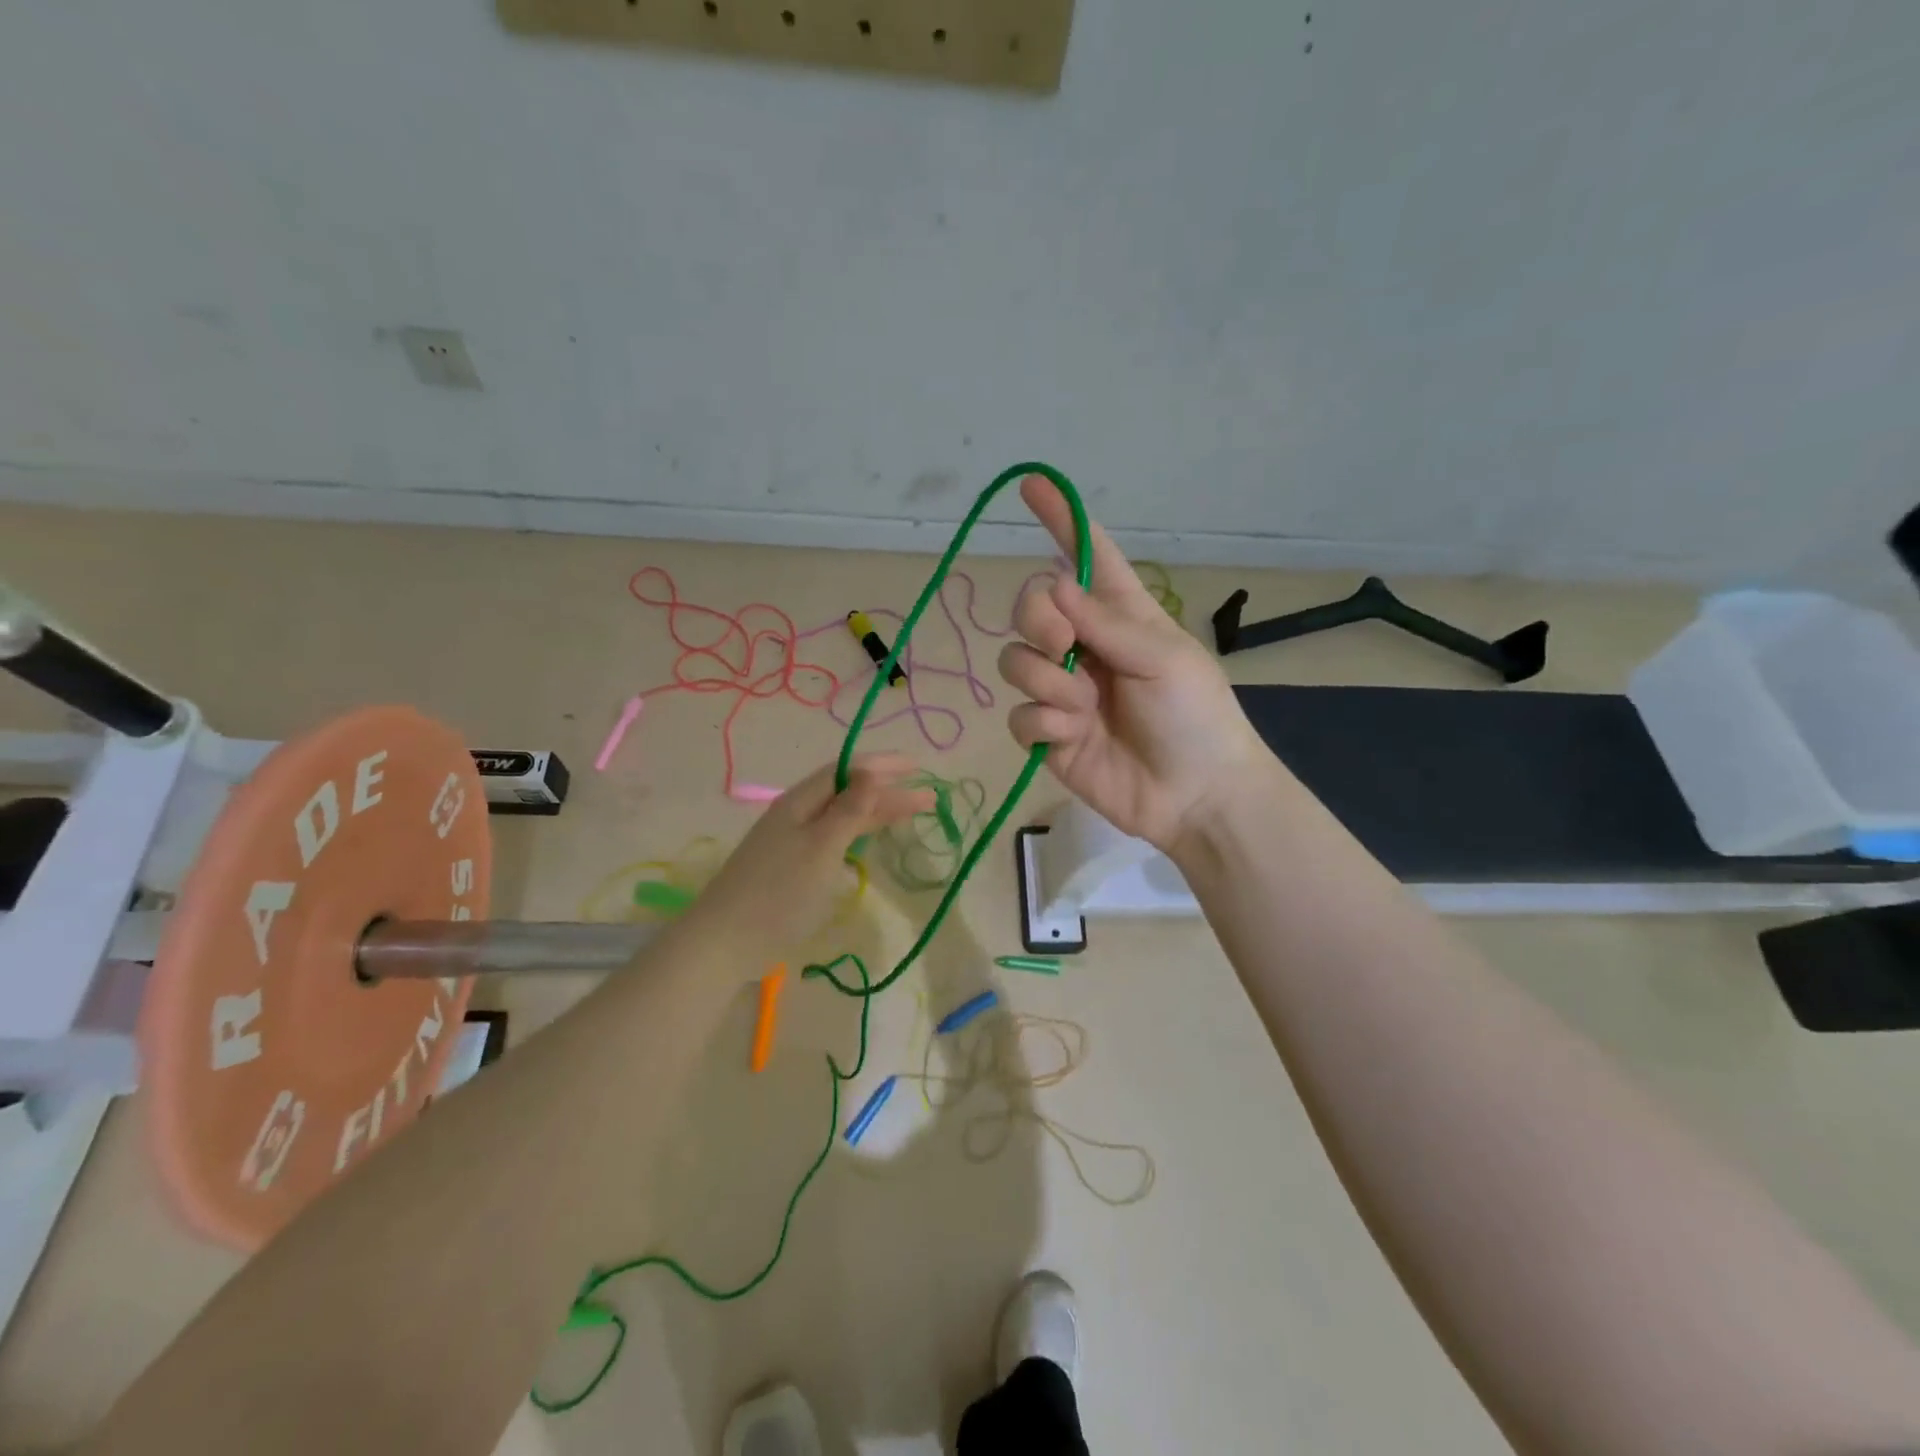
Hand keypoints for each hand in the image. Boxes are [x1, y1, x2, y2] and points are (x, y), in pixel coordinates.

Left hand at [682, 755, 934, 966]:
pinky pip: (832, 838)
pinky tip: (868, 840)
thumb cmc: (779, 892)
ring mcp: (791, 842)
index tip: (919, 766)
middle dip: (887, 791)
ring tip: (907, 813)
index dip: (883, 765)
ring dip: (874, 812)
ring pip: (840, 816)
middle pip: (847, 793)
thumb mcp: (821, 848)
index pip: (847, 771)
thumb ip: (849, 811)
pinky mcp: (791, 867)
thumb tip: (871, 770)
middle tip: (928, 797)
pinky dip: (857, 834)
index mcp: (800, 802)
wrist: (725, 942)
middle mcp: (796, 815)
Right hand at [998, 476, 1268, 853]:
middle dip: (1037, 617)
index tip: (1033, 484)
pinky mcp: (1047, 733)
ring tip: (1085, 708)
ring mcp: (1063, 690)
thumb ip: (1105, 623)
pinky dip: (1043, 722)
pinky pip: (1019, 714)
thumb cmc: (1197, 718)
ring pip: (1016, 660)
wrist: (1196, 795)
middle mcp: (1085, 646)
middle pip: (1030, 606)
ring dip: (1046, 680)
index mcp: (1122, 617)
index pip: (1088, 558)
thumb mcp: (1164, 659)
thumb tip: (1053, 584)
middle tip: (1064, 641)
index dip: (1062, 521)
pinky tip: (1073, 737)